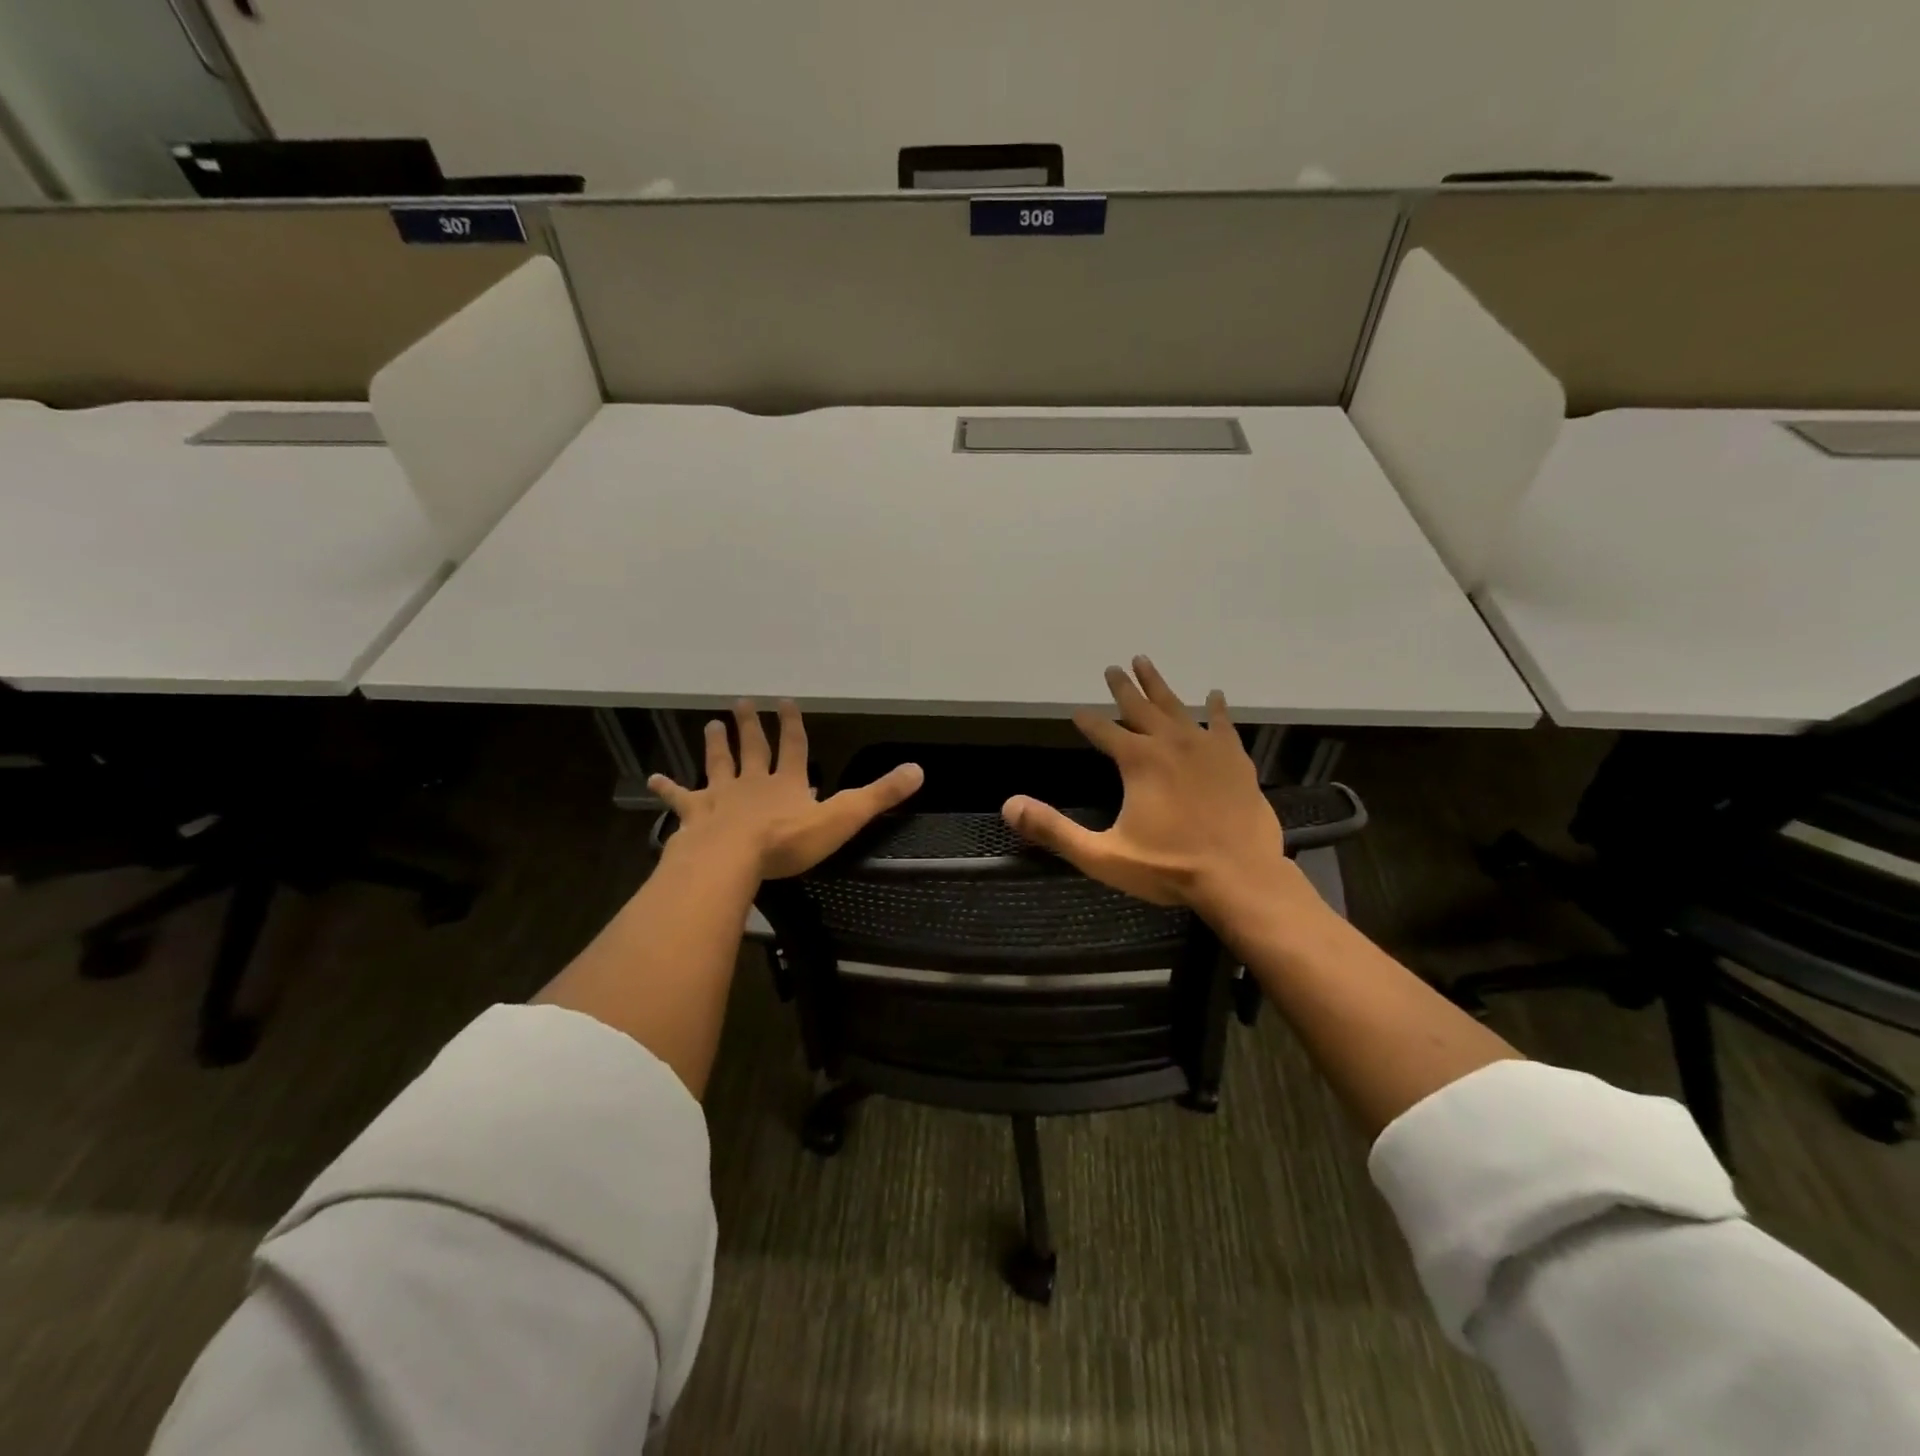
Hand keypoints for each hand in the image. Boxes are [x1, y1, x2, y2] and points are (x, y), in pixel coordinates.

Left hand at [649, 700, 922, 879]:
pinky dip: (667, 789)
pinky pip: (679, 798)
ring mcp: (721, 797)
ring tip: (712, 724)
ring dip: (716, 745)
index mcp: (788, 783)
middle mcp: (753, 782)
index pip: (794, 747)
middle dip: (751, 725)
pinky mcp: (695, 815)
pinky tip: (651, 778)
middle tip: (743, 702)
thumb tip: (918, 770)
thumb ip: (878, 796)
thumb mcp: (842, 818)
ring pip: (719, 764)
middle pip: (753, 748)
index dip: (793, 725)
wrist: (730, 859)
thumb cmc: (787, 842)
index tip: (787, 702)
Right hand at [1001, 657, 1304, 923]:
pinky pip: (1223, 725)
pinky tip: (1215, 696)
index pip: (1103, 731)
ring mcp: (1206, 748)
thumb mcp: (1102, 856)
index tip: (1077, 712)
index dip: (1088, 721)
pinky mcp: (1235, 760)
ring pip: (1177, 707)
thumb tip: (1009, 806)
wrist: (1240, 878)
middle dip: (1123, 687)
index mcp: (1138, 761)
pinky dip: (1217, 709)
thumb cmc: (1169, 868)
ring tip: (1146, 662)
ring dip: (1159, 685)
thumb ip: (1054, 830)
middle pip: (1140, 707)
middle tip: (1112, 667)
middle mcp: (1170, 744)